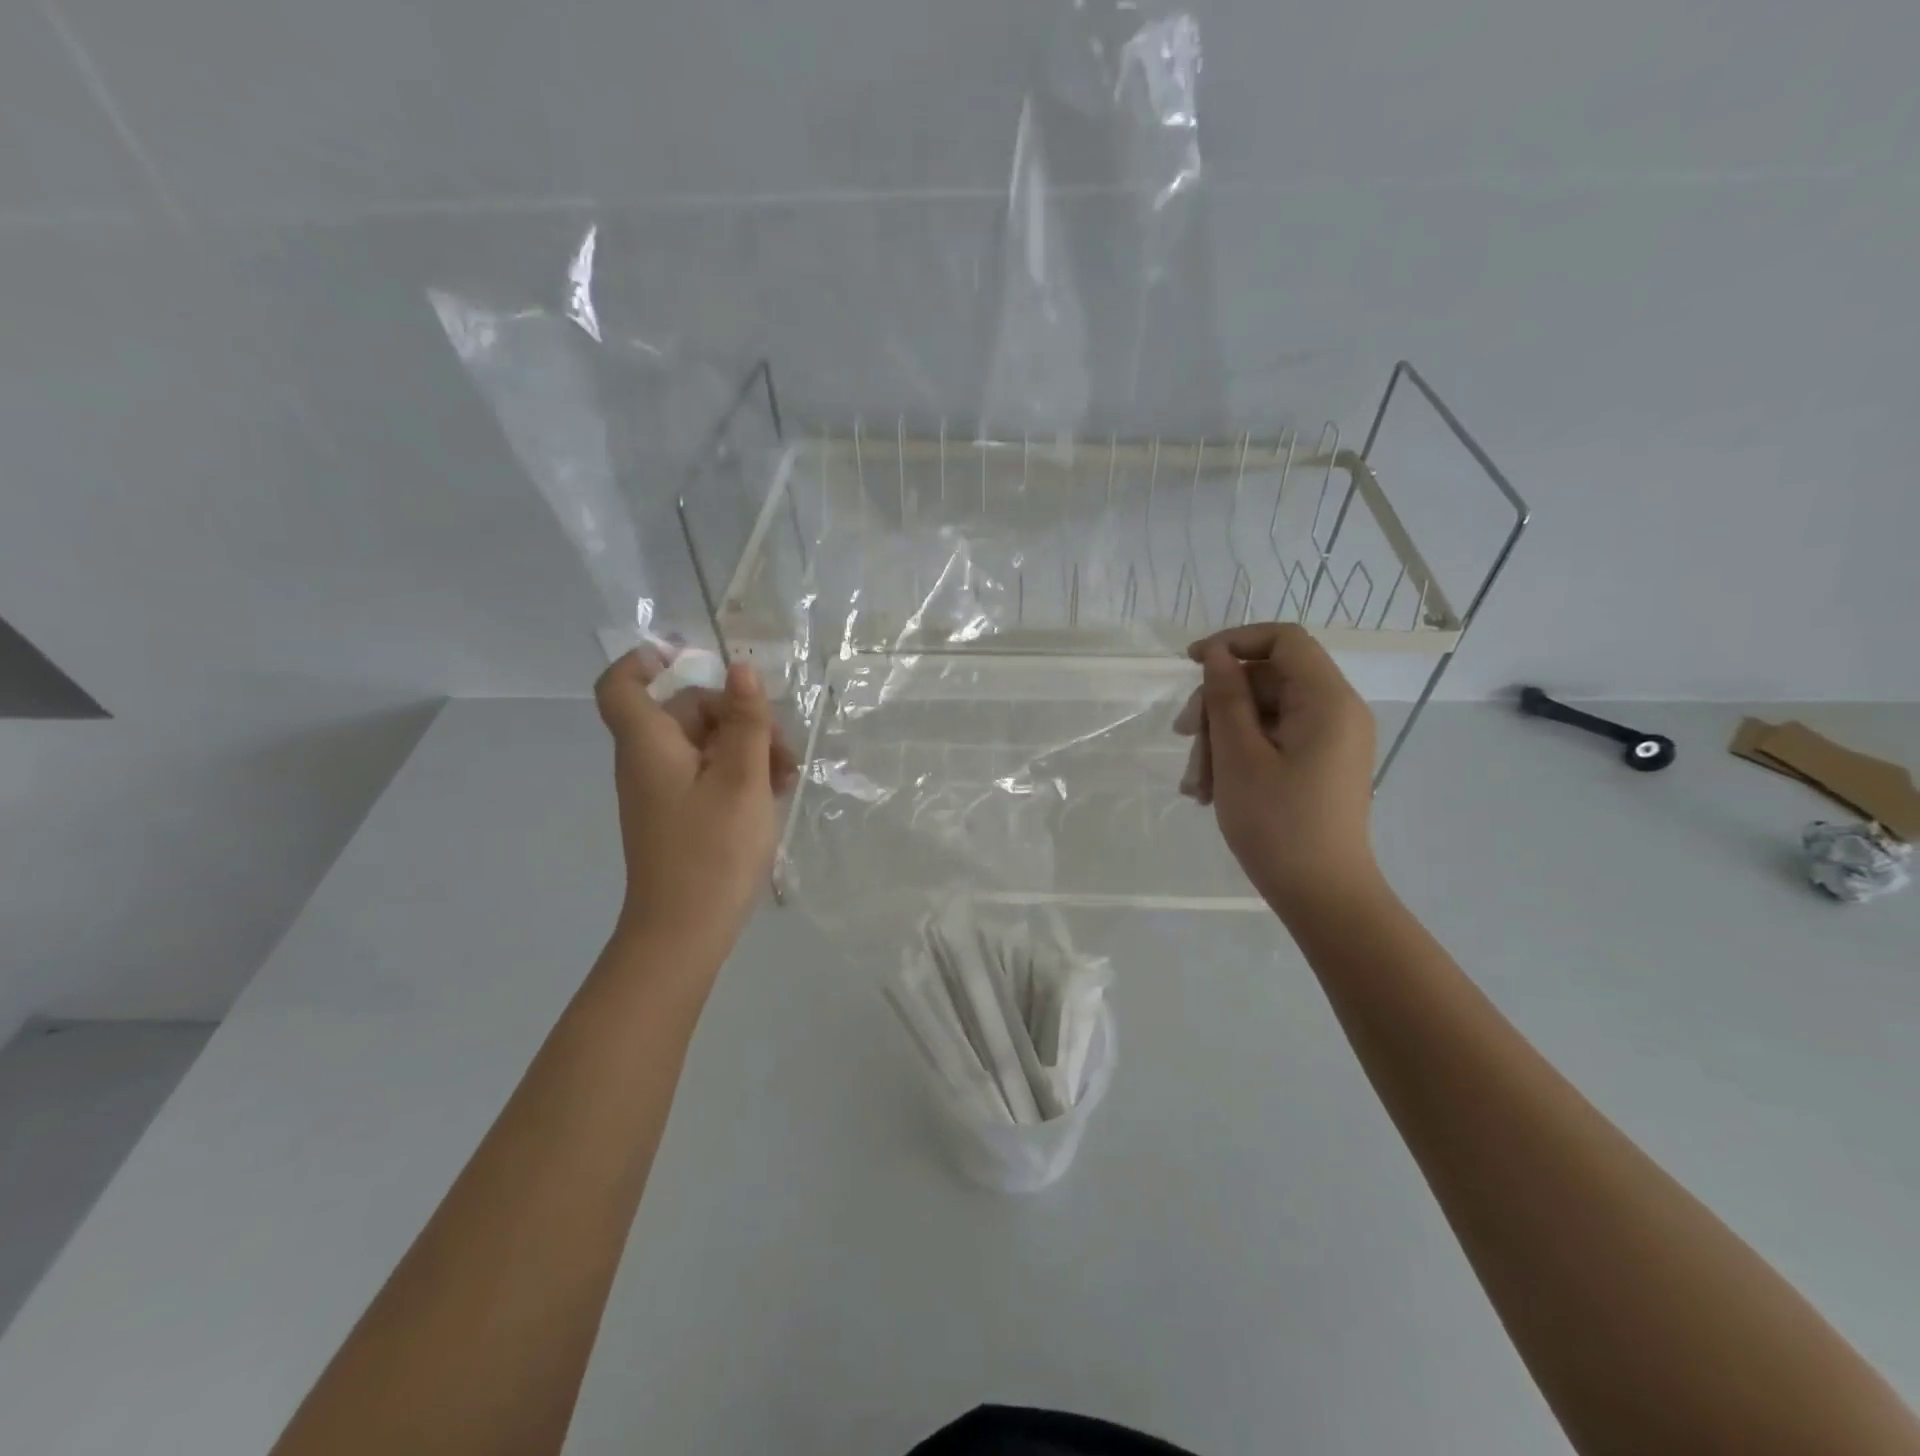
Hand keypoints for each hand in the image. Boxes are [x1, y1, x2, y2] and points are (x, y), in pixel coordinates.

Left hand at [594, 646, 798, 955]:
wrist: (685, 931)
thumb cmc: (712, 850)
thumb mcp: (742, 778)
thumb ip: (745, 720)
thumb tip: (741, 668)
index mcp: (650, 744)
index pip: (621, 686)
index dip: (645, 662)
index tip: (691, 658)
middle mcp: (648, 761)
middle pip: (685, 712)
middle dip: (737, 716)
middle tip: (781, 745)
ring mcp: (664, 790)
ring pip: (704, 744)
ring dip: (747, 747)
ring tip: (787, 775)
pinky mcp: (679, 814)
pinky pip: (706, 774)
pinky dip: (738, 773)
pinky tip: (775, 792)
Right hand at [1174, 623, 1379, 918]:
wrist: (1322, 896)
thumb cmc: (1278, 824)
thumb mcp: (1238, 756)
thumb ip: (1225, 697)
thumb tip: (1216, 655)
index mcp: (1327, 701)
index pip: (1283, 640)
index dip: (1234, 642)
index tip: (1190, 664)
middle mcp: (1337, 711)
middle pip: (1267, 680)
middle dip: (1218, 705)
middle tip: (1183, 738)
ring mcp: (1330, 740)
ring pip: (1263, 714)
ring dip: (1221, 739)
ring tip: (1194, 784)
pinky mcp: (1320, 765)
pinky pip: (1273, 741)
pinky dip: (1239, 756)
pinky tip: (1209, 790)